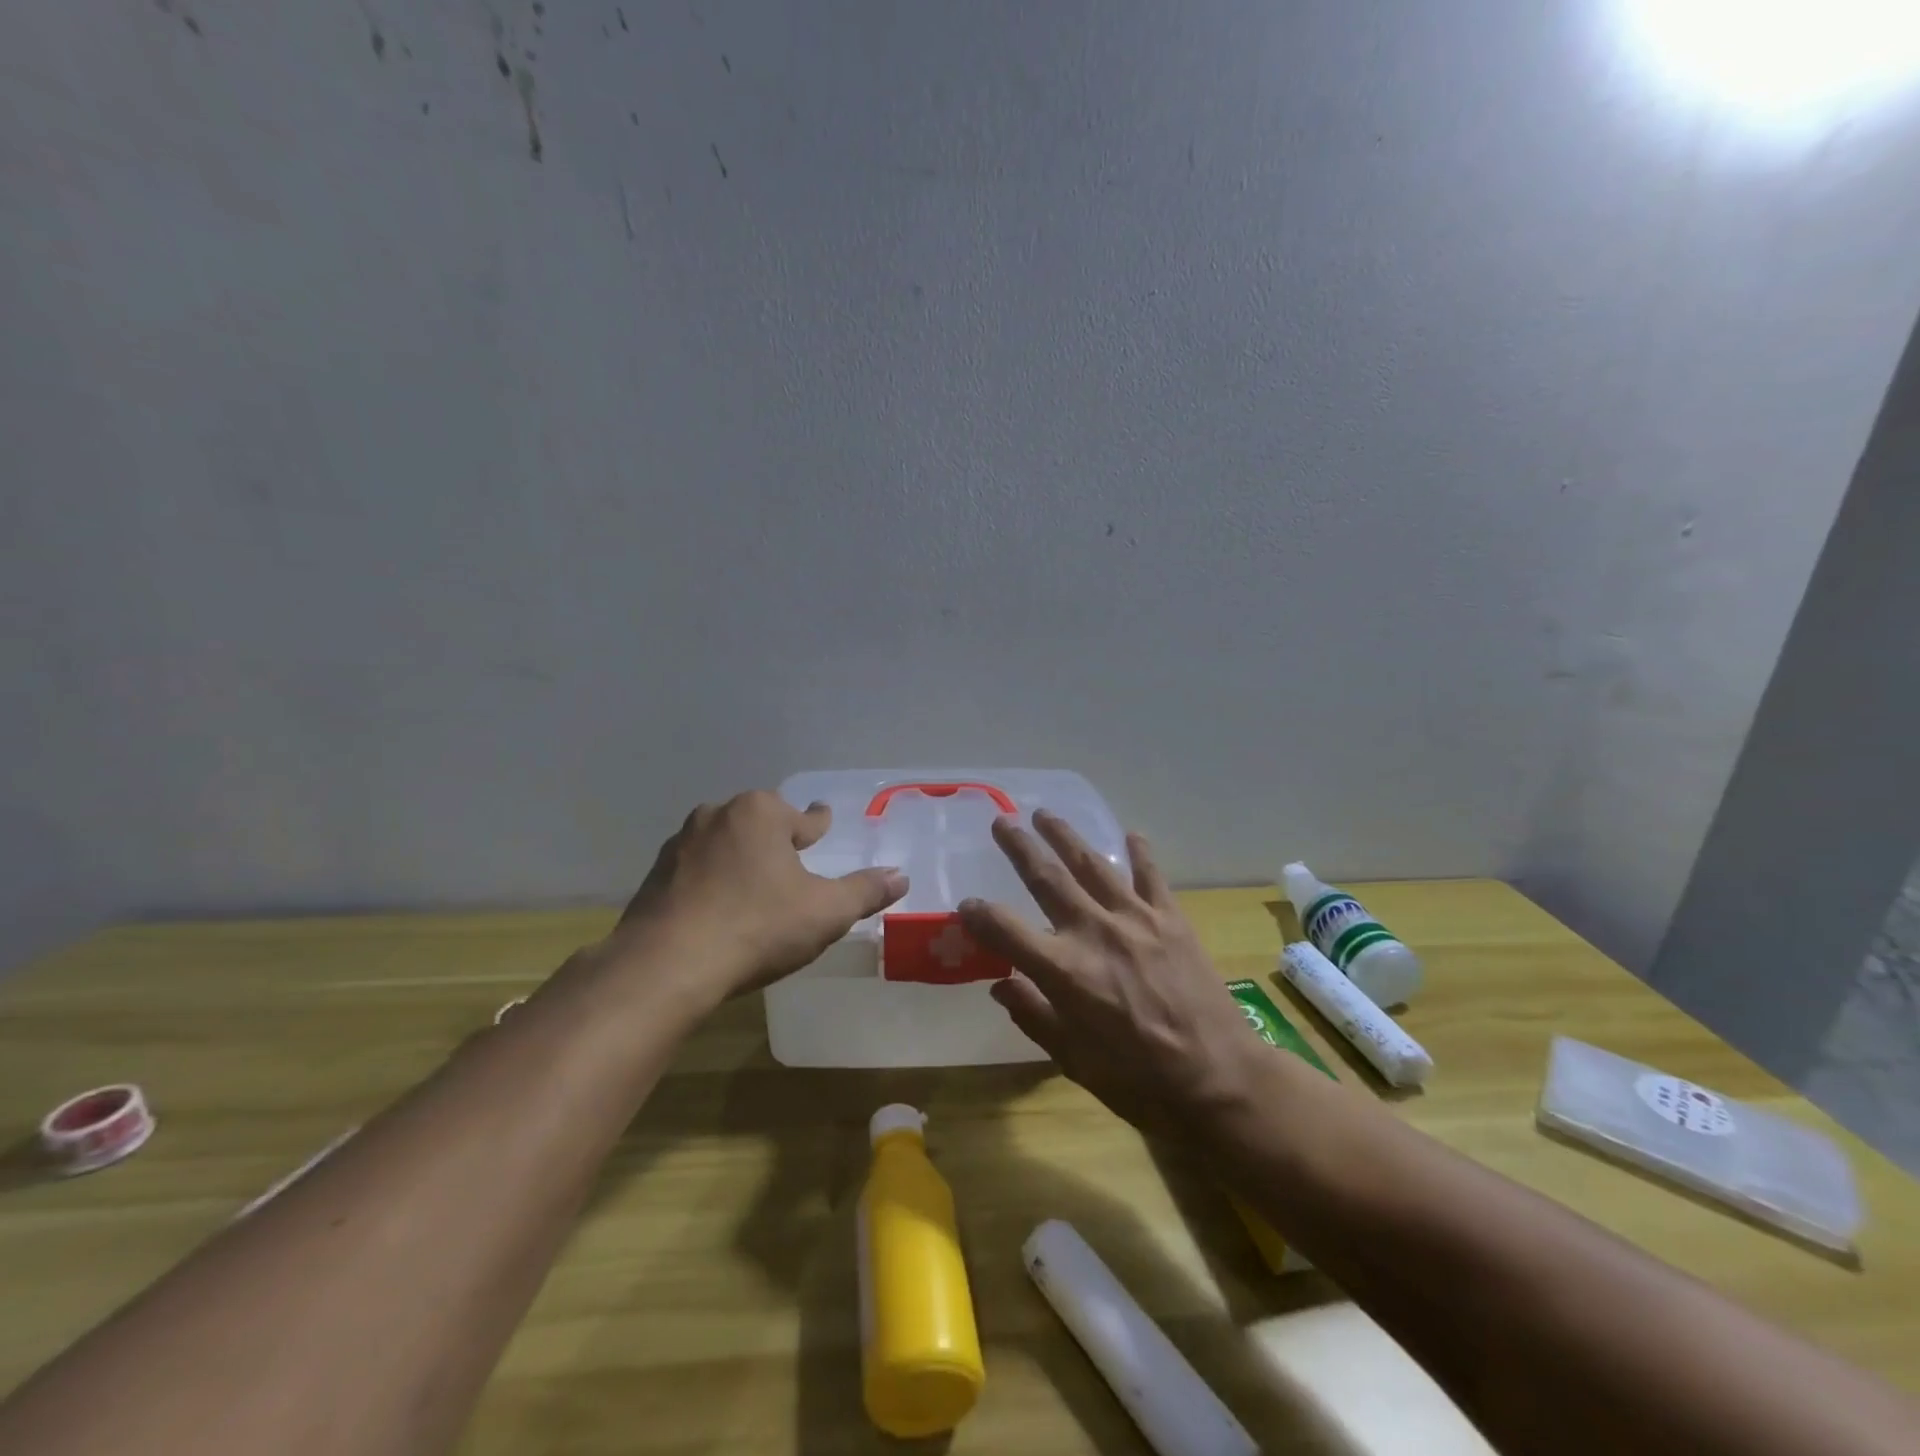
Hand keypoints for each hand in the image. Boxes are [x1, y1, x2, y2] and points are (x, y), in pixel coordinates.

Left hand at [610, 790, 907, 1001]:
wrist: (666, 965)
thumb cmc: (757, 927)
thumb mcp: (825, 912)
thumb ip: (864, 891)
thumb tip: (901, 876)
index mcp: (761, 813)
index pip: (803, 817)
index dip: (818, 823)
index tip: (822, 820)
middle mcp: (717, 816)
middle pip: (759, 823)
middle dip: (776, 838)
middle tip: (792, 860)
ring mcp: (680, 844)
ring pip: (724, 843)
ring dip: (741, 857)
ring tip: (755, 884)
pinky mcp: (654, 876)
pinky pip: (696, 870)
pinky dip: (711, 881)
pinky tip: (718, 908)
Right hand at [958, 812, 1258, 1136]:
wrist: (1220, 1078)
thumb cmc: (1140, 1081)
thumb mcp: (1074, 1061)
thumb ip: (1034, 1016)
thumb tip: (1000, 987)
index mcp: (1063, 971)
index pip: (1005, 930)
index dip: (979, 915)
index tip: (966, 906)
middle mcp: (1093, 932)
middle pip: (1046, 878)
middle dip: (1019, 848)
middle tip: (1001, 821)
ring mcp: (1135, 918)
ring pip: (1091, 864)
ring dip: (1065, 836)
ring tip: (1045, 814)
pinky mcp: (1171, 918)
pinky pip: (1150, 875)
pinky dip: (1139, 852)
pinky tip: (1131, 834)